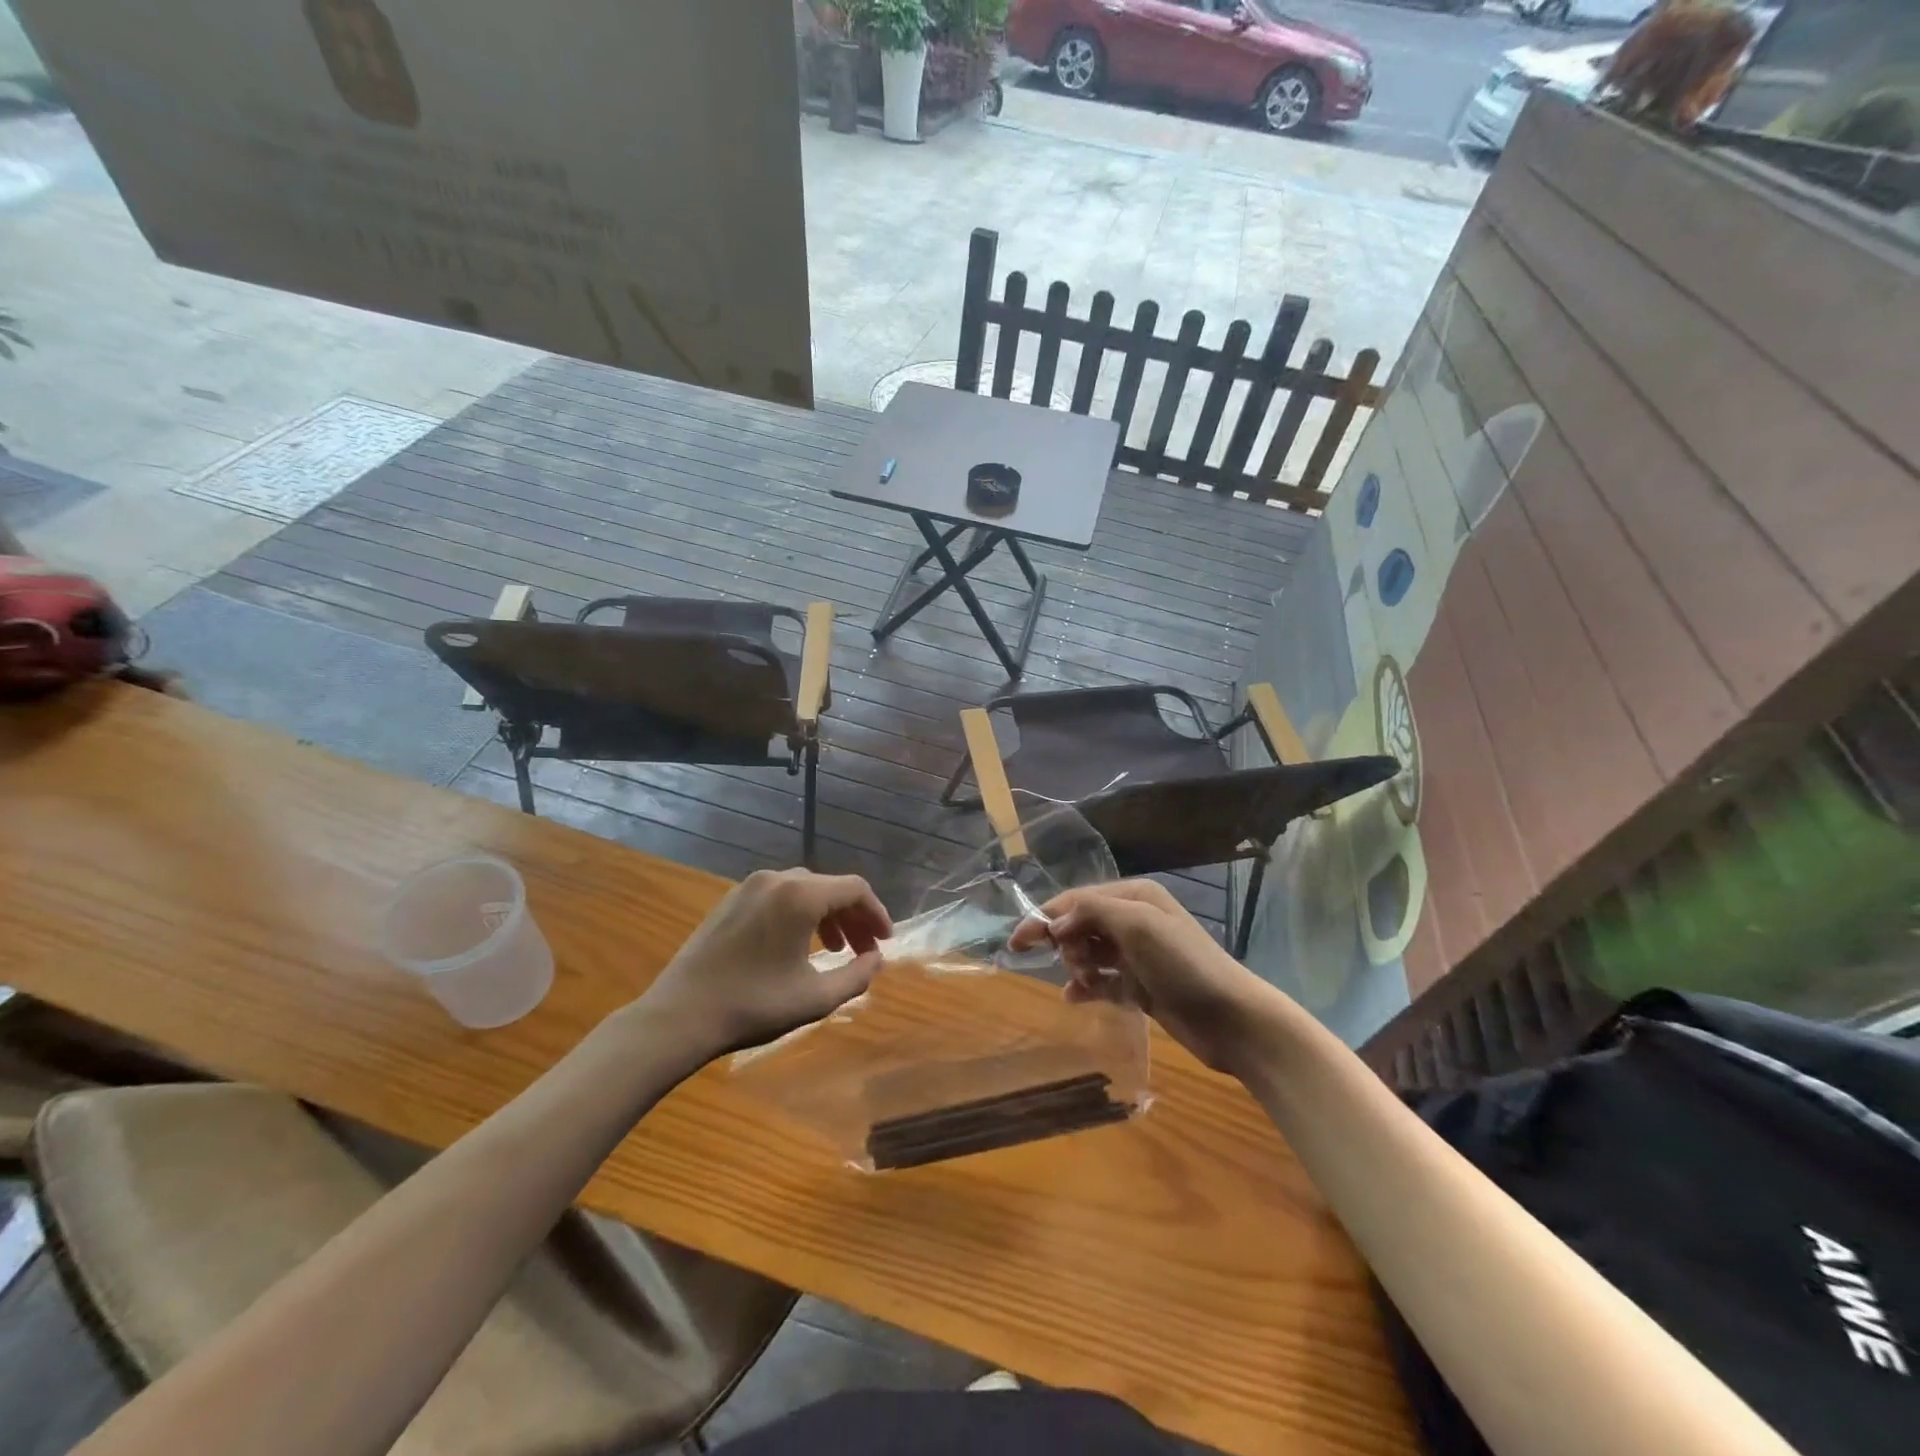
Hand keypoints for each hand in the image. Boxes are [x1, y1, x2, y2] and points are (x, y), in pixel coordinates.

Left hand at [638, 869, 891, 1063]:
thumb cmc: (753, 1006)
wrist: (679, 1015)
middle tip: (864, 950)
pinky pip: (778, 896)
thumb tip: (876, 959)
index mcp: (801, 895)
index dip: (877, 913)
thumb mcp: (815, 998)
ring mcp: (749, 887)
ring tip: (834, 949)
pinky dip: (799, 914)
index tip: (885, 941)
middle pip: (829, 887)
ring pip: (803, 890)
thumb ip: (857, 976)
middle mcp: (777, 879)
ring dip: (827, 915)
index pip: (855, 889)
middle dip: (853, 917)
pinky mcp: (730, 900)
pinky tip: (797, 945)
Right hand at [1008, 880, 1277, 1073]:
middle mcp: (1133, 920)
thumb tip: (1055, 922)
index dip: (1045, 917)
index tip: (1017, 942)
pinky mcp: (1141, 986)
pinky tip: (1074, 997)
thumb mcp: (1137, 925)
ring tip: (1077, 982)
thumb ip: (1092, 912)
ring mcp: (1138, 955)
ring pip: (1089, 953)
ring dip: (1075, 965)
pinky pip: (1102, 981)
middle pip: (1080, 924)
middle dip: (1064, 942)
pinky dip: (1086, 986)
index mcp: (1134, 897)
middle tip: (1060, 963)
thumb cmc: (1183, 964)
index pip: (1077, 900)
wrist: (1232, 1018)